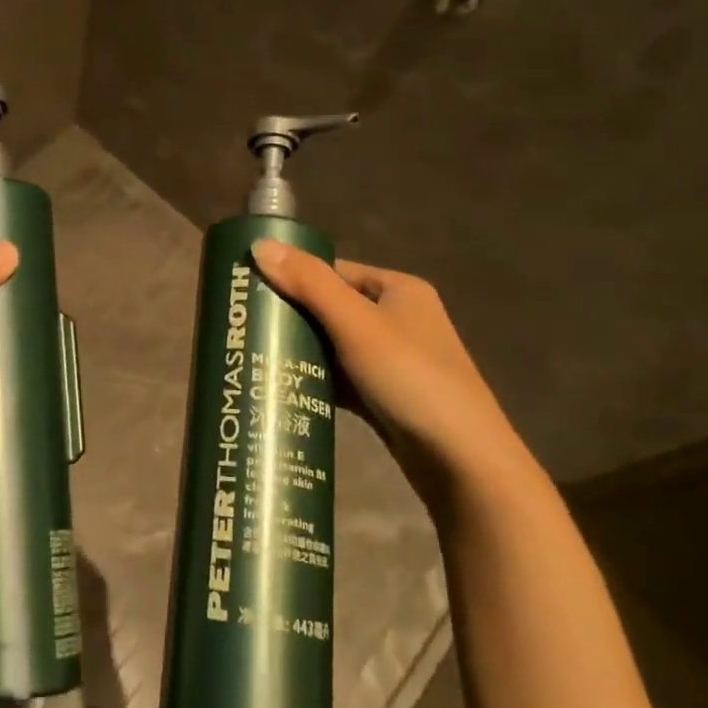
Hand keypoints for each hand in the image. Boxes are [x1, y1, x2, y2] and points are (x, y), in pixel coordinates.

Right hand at [250, 240, 534, 503]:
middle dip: (290, 316)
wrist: (464, 464)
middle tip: (244, 325)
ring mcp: (392, 360)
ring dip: (299, 349)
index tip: (248, 290)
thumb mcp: (357, 324)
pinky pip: (339, 377)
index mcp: (398, 289)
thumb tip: (258, 244)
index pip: (332, 271)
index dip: (291, 276)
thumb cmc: (412, 379)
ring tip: (252, 353)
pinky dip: (314, 379)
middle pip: (329, 306)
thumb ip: (308, 283)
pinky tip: (280, 385)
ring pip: (332, 344)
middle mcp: (397, 318)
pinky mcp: (384, 396)